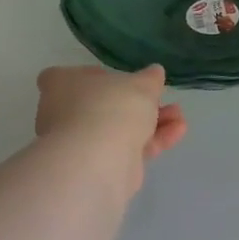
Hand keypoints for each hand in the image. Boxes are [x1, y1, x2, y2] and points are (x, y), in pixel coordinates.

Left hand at [35, 65, 187, 182]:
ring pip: (117, 128)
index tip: (120, 79)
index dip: (94, 77)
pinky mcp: (96, 166)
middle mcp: (60, 113)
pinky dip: (150, 141)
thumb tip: (154, 73)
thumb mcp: (140, 84)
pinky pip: (125, 149)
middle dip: (136, 103)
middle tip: (160, 100)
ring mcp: (78, 143)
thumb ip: (149, 78)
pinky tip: (176, 133)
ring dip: (150, 123)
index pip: (66, 76)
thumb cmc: (112, 106)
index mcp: (60, 84)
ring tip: (178, 118)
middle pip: (101, 104)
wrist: (100, 159)